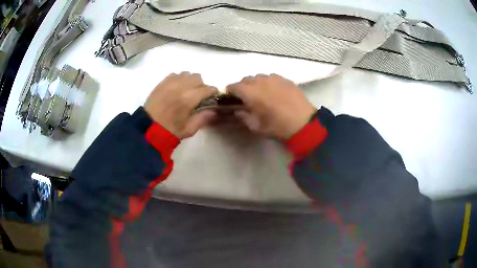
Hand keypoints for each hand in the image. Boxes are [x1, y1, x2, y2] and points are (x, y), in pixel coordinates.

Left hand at [145, 72, 218, 138]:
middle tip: (199, 95)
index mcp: (190, 98)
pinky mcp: (162, 83)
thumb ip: (203, 118)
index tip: (213, 97)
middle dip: (201, 85)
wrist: (148, 128)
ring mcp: (170, 83)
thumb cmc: (171, 130)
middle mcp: (181, 86)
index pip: (207, 89)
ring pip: (186, 74)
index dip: (213, 92)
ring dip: (190, 81)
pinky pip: (174, 75)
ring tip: (187, 91)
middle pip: (198, 77)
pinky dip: (179, 79)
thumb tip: (214, 111)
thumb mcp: (190, 129)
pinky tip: (176, 88)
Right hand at [226, 74, 315, 139]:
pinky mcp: (285, 79)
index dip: (230, 91)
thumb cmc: (277, 126)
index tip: (231, 97)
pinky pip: (272, 77)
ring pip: (259, 77)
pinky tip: (274, 91)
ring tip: (262, 93)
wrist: (303, 123)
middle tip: (247, 97)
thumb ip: (243, 116)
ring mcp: (274, 78)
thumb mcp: (256, 126)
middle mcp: (260, 81)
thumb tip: (238, 110)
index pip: (234, 86)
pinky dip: (268, 82)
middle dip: (243, 87)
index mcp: (250, 92)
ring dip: (256, 84)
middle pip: (246, 79)